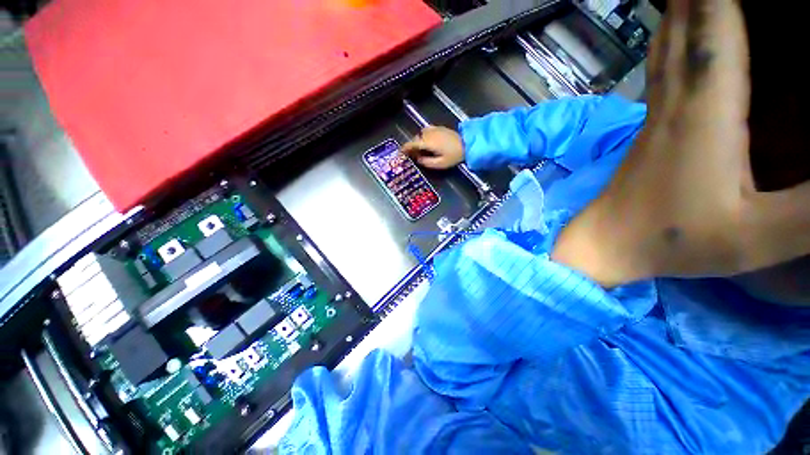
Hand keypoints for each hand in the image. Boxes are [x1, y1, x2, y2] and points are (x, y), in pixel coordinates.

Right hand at [401, 126, 464, 168]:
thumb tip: (418, 159)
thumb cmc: (454, 155)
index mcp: (428, 142)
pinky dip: (423, 136)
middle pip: (416, 138)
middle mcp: (429, 134)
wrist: (468, 144)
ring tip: (419, 150)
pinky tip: (427, 143)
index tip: (400, 153)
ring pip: (420, 134)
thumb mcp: (440, 164)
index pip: (413, 143)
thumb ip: (427, 162)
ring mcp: (435, 129)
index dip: (405, 148)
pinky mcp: (439, 128)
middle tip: (411, 155)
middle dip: (411, 146)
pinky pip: (426, 131)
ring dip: (418, 141)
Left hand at [552, 0, 809, 285]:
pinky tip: (681, 30)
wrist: (605, 242)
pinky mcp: (649, 127)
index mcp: (705, 113)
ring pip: (667, 42)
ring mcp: (656, 113)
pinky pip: (662, 68)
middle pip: (685, 23)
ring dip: (684, 5)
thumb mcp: (757, 235)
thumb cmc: (671, 241)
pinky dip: (675, 36)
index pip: (715, 25)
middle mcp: (674, 100)